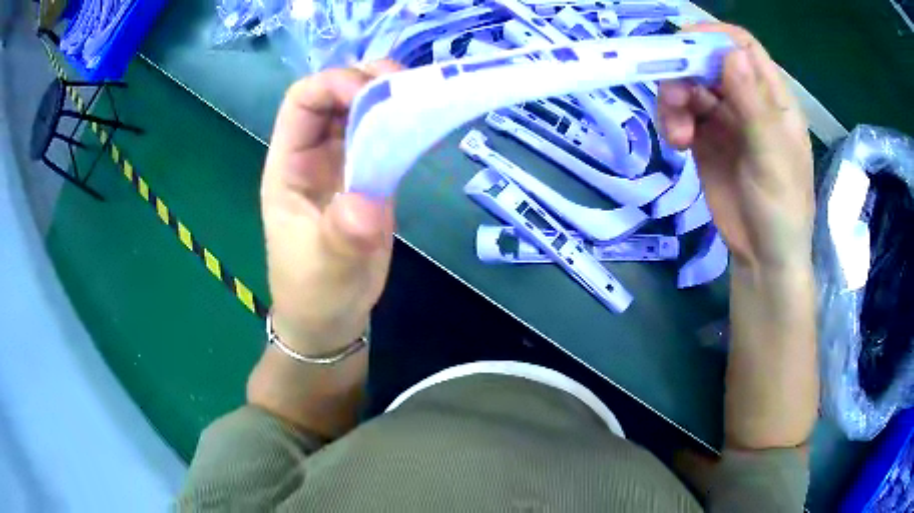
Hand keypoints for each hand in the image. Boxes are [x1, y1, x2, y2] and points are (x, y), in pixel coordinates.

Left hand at [261, 62, 400, 355]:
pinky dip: (405, 123)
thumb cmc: (314, 293)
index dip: (331, 85)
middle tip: (406, 84)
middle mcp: (314, 155)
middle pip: (334, 95)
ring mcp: (344, 164)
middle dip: (367, 80)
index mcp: (289, 165)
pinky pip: (386, 137)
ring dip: (389, 95)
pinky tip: (426, 120)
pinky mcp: (371, 178)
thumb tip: (366, 204)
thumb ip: (340, 236)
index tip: (370, 93)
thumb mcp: (323, 269)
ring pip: (362, 110)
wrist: (331, 318)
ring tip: (423, 95)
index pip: (301, 102)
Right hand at [659, 23, 813, 270]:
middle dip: (685, 71)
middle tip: (674, 98)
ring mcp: (725, 118)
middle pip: (707, 62)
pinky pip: (682, 113)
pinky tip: (678, 144)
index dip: (713, 37)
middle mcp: (747, 99)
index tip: (684, 45)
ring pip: (689, 85)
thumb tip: (729, 53)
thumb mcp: (773, 158)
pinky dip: (672, 121)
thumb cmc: (782, 209)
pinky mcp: (706, 139)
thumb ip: (754, 105)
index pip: (741, 46)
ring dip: (674, 100)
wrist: (763, 257)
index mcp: (773, 98)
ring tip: (677, 135)